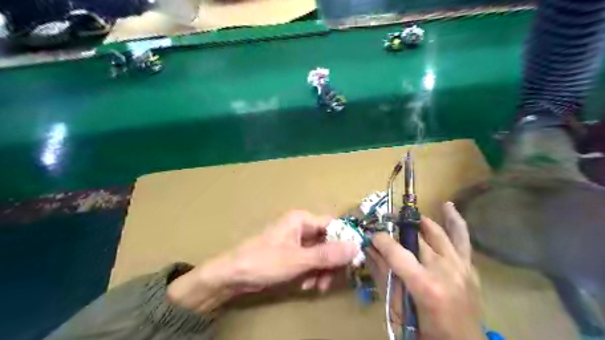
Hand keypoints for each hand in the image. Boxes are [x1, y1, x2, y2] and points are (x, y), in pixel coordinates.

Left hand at [167, 210, 355, 313]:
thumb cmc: (264, 261)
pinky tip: (306, 284)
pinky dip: (312, 273)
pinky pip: (310, 261)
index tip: (353, 259)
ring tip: (315, 285)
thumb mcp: (298, 260)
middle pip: (328, 242)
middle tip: (330, 279)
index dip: (344, 240)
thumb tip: (355, 247)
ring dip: (321, 271)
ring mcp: (296, 242)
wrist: (233, 276)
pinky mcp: (292, 254)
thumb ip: (327, 254)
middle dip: (330, 262)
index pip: (332, 225)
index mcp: (302, 220)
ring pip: (320, 254)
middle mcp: (301, 227)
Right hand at [366, 203, 485, 339]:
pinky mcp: (469, 266)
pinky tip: (447, 206)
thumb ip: (383, 277)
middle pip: (416, 238)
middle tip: (385, 225)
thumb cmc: (425, 332)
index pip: (396, 252)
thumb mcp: (397, 309)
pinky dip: (454, 221)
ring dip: (421, 220)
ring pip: (438, 232)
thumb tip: (370, 251)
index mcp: (425, 285)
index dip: (380, 240)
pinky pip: (462, 238)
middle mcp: (445, 270)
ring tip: (408, 215)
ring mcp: (460, 266)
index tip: (371, 236)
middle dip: (397, 229)